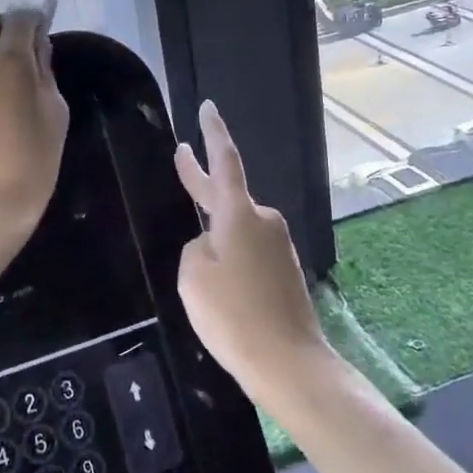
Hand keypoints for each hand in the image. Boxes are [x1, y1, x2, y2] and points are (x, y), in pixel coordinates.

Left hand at [0, 3, 69, 247]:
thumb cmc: (34, 158)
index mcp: (9, 60)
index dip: (34, 19)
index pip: (20, 17)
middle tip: (20, 49)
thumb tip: (39, 44)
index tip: (45, 31)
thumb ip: (45, 70)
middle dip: (1, 23)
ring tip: (5, 72)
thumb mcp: (55, 111)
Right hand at [174, 100, 331, 402]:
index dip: (213, 132)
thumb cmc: (233, 315)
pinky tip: (223, 290)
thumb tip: (211, 245)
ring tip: (199, 271)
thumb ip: (196, 248)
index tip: (208, 107)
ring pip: (237, 231)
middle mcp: (263, 221)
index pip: (224, 161)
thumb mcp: (193, 276)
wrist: (289, 364)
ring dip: (217, 237)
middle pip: (226, 193)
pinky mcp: (285, 272)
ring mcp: (278, 247)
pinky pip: (250, 254)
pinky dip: (232, 260)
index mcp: (239, 214)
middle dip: (201, 178)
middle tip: (182, 157)